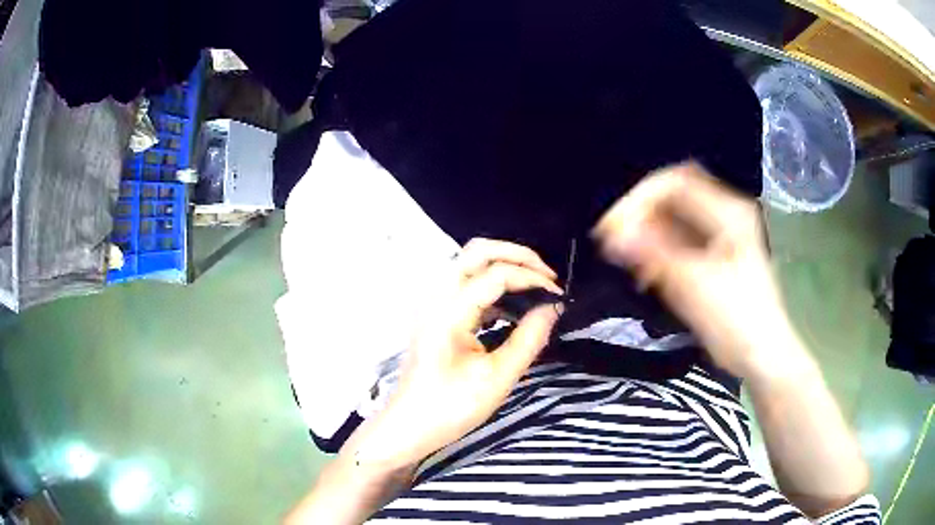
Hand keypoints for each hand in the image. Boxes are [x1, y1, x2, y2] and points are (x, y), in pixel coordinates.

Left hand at [352, 238, 563, 470]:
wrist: (409, 426)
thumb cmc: (451, 408)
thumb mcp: (498, 378)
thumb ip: (529, 338)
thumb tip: (553, 307)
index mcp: (449, 311)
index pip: (497, 274)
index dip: (533, 278)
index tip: (560, 295)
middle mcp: (437, 297)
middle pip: (478, 251)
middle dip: (517, 255)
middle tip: (547, 276)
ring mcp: (434, 304)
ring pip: (470, 264)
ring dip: (505, 267)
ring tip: (537, 287)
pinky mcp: (437, 315)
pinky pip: (468, 285)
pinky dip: (493, 286)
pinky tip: (514, 307)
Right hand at [592, 162, 797, 378]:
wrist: (762, 357)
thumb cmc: (737, 322)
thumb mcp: (696, 287)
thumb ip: (655, 255)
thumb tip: (612, 235)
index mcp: (730, 213)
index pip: (675, 183)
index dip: (639, 200)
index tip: (612, 230)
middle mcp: (726, 214)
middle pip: (673, 194)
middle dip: (640, 213)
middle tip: (613, 240)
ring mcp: (722, 234)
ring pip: (674, 217)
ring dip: (647, 233)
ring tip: (627, 259)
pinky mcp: (715, 254)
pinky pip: (679, 238)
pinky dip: (658, 249)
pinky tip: (646, 273)